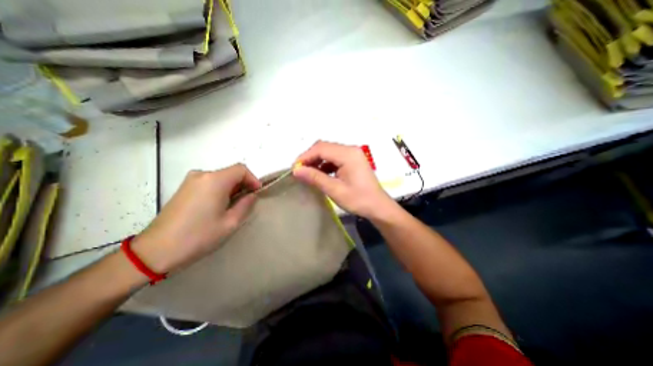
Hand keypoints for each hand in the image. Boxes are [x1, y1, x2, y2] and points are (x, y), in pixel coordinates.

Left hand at [130, 163, 261, 274]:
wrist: (155, 250)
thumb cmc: (198, 236)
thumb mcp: (230, 222)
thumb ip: (246, 204)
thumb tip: (252, 195)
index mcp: (215, 180)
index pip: (241, 169)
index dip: (253, 179)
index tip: (257, 193)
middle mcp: (202, 175)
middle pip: (230, 172)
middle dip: (243, 184)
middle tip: (247, 201)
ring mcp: (190, 180)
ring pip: (220, 178)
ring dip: (232, 188)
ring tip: (234, 206)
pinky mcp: (184, 188)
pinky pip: (209, 183)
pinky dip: (220, 190)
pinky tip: (218, 206)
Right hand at [294, 140, 397, 219]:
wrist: (378, 207)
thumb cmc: (358, 200)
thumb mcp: (335, 190)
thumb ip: (315, 178)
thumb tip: (296, 170)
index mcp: (348, 154)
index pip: (321, 148)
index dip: (305, 156)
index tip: (294, 168)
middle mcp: (350, 150)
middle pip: (325, 147)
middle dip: (310, 157)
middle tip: (299, 171)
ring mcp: (353, 154)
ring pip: (329, 152)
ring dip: (317, 161)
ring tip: (307, 173)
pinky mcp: (353, 160)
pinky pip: (335, 158)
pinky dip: (325, 164)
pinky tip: (320, 174)